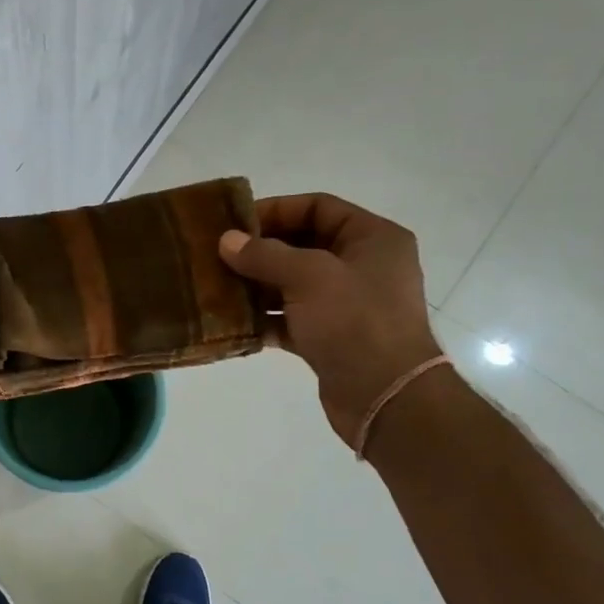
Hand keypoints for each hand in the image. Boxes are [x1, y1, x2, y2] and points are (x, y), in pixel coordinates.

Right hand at [218, 194, 443, 446]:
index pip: (319, 207)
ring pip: (294, 285)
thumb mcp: (309, 276)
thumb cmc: (354, 321)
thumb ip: (265, 255)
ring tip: (218, 289)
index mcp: (373, 238)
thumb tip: (227, 240)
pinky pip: (292, 320)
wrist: (385, 396)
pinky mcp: (331, 339)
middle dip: (261, 251)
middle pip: (304, 245)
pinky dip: (266, 320)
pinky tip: (235, 323)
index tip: (234, 225)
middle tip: (218, 257)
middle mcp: (363, 266)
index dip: (276, 210)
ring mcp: (347, 305)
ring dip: (257, 286)